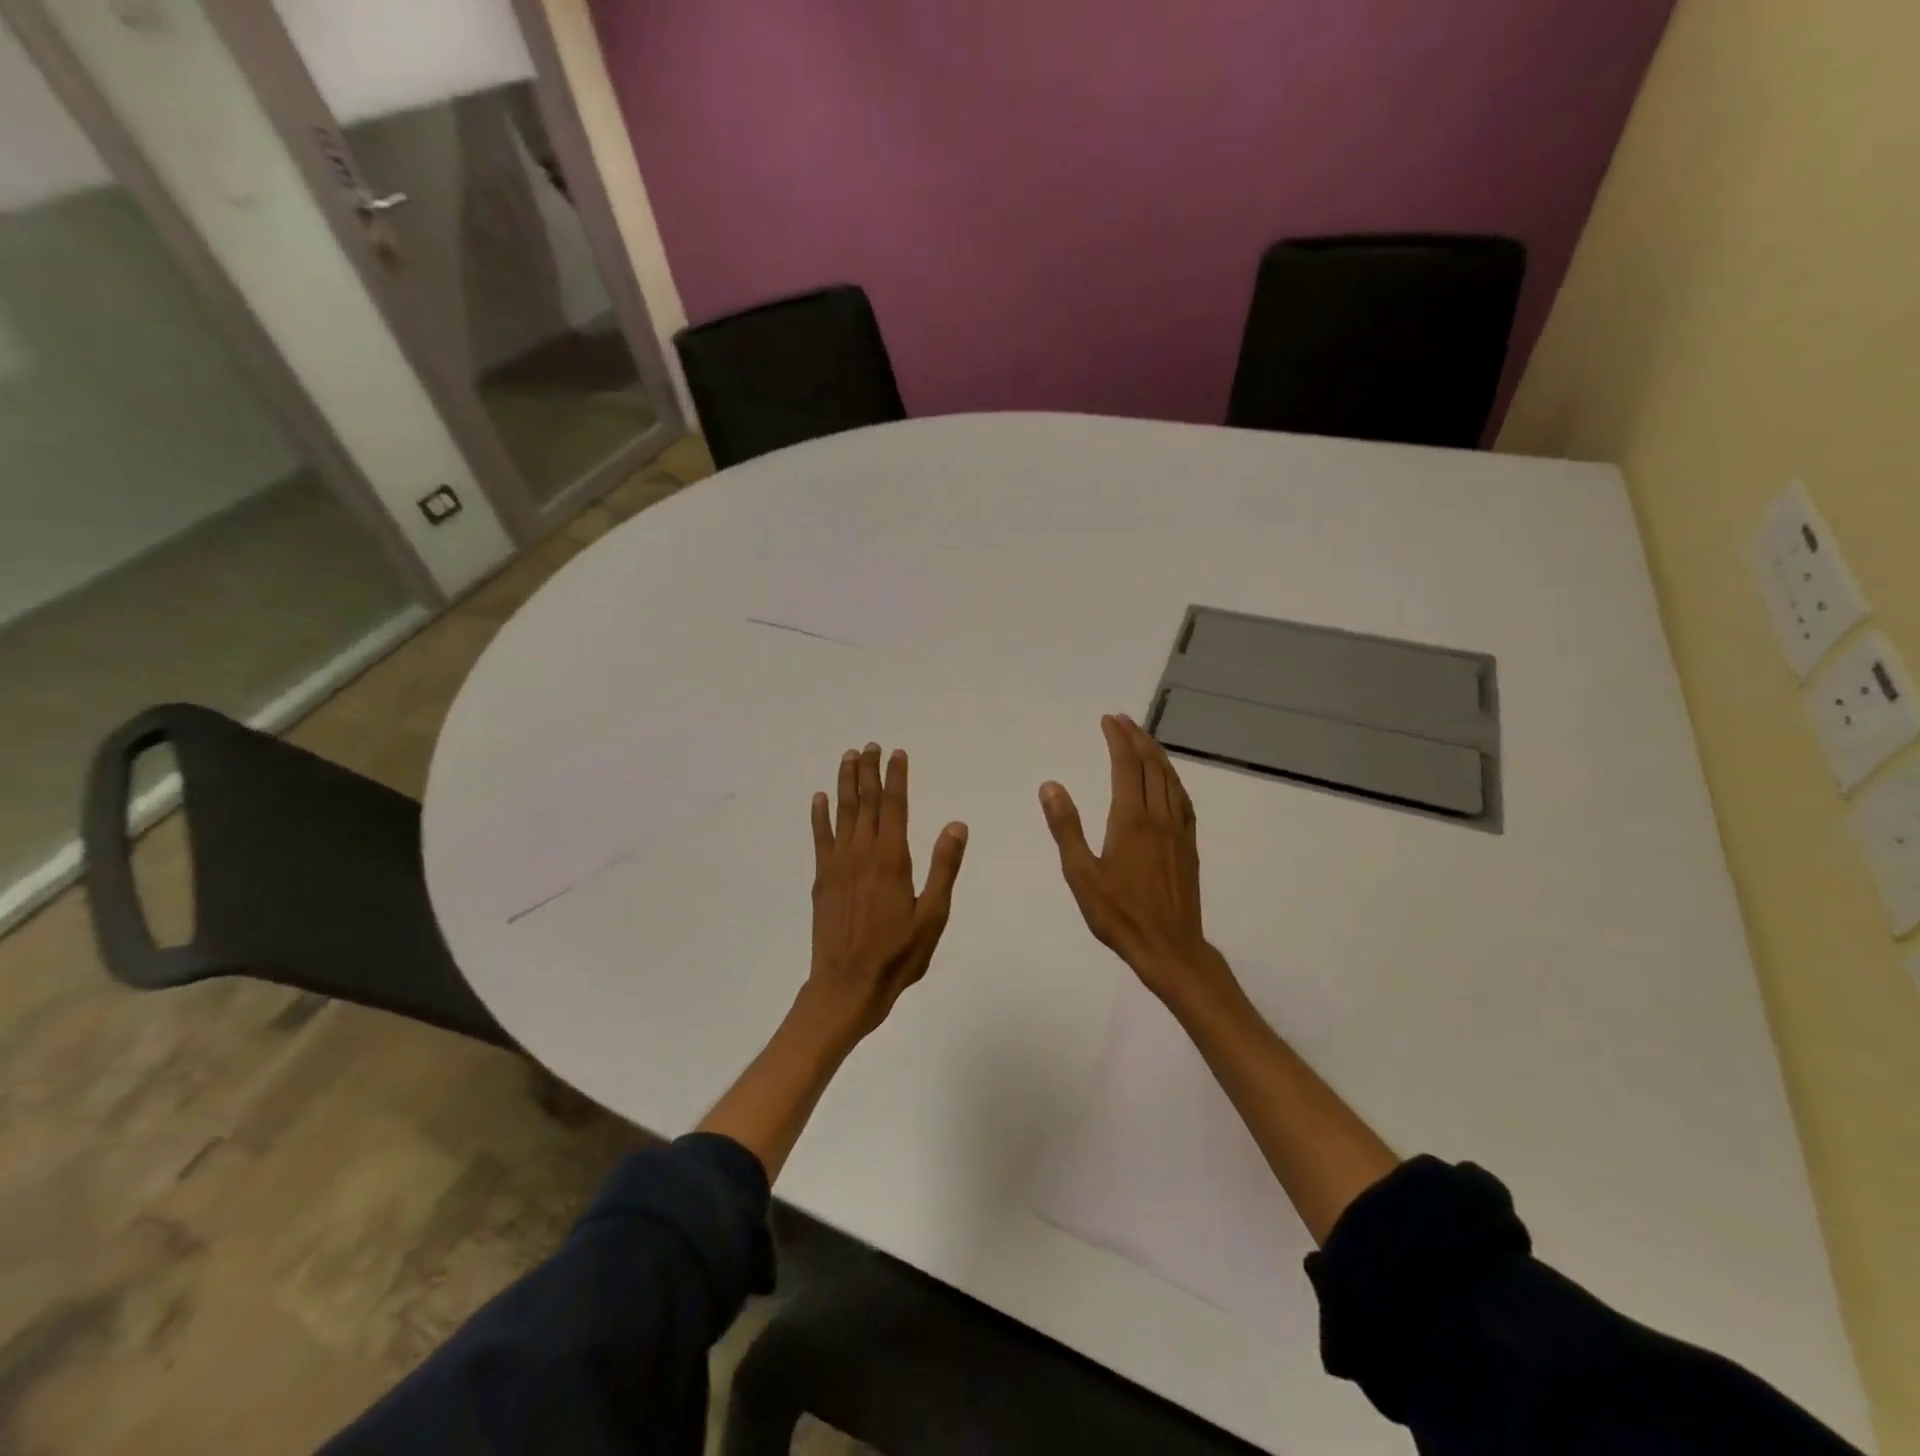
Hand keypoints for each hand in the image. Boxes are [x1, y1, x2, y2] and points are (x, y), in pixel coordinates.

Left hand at [805, 743, 967, 1043]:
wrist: (847, 986)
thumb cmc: (898, 955)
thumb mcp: (933, 916)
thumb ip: (944, 868)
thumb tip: (956, 825)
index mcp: (892, 859)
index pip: (895, 806)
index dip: (896, 777)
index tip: (896, 753)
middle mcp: (862, 853)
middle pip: (867, 802)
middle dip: (869, 771)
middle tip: (869, 745)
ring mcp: (838, 864)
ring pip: (843, 813)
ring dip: (845, 783)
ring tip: (848, 758)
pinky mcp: (822, 879)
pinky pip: (820, 838)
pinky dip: (820, 816)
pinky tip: (819, 799)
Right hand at [1040, 715, 1227, 1000]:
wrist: (1170, 947)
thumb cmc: (1119, 914)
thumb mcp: (1081, 874)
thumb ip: (1066, 827)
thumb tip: (1050, 786)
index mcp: (1131, 820)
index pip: (1126, 766)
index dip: (1118, 740)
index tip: (1108, 720)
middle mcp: (1159, 817)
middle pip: (1152, 766)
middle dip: (1137, 738)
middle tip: (1123, 720)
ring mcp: (1179, 830)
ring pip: (1171, 779)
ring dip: (1156, 754)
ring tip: (1143, 739)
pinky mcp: (1189, 845)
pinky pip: (1183, 799)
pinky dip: (1173, 779)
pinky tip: (1168, 781)